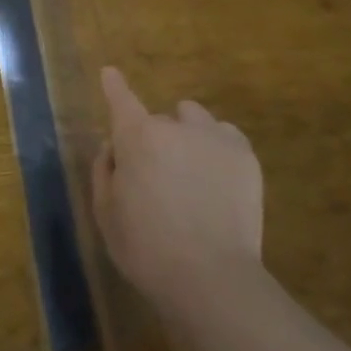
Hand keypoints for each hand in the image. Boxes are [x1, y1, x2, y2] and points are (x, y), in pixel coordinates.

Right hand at [92, 66, 263, 317]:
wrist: (211, 278)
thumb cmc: (146, 248)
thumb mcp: (106, 213)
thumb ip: (104, 171)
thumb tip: (114, 147)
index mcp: (137, 137)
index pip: (121, 100)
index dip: (115, 86)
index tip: (110, 72)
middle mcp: (177, 126)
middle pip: (160, 120)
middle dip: (155, 139)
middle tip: (157, 176)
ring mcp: (216, 137)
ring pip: (195, 119)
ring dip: (187, 135)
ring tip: (191, 171)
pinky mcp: (246, 156)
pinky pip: (226, 135)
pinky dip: (216, 148)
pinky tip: (217, 180)